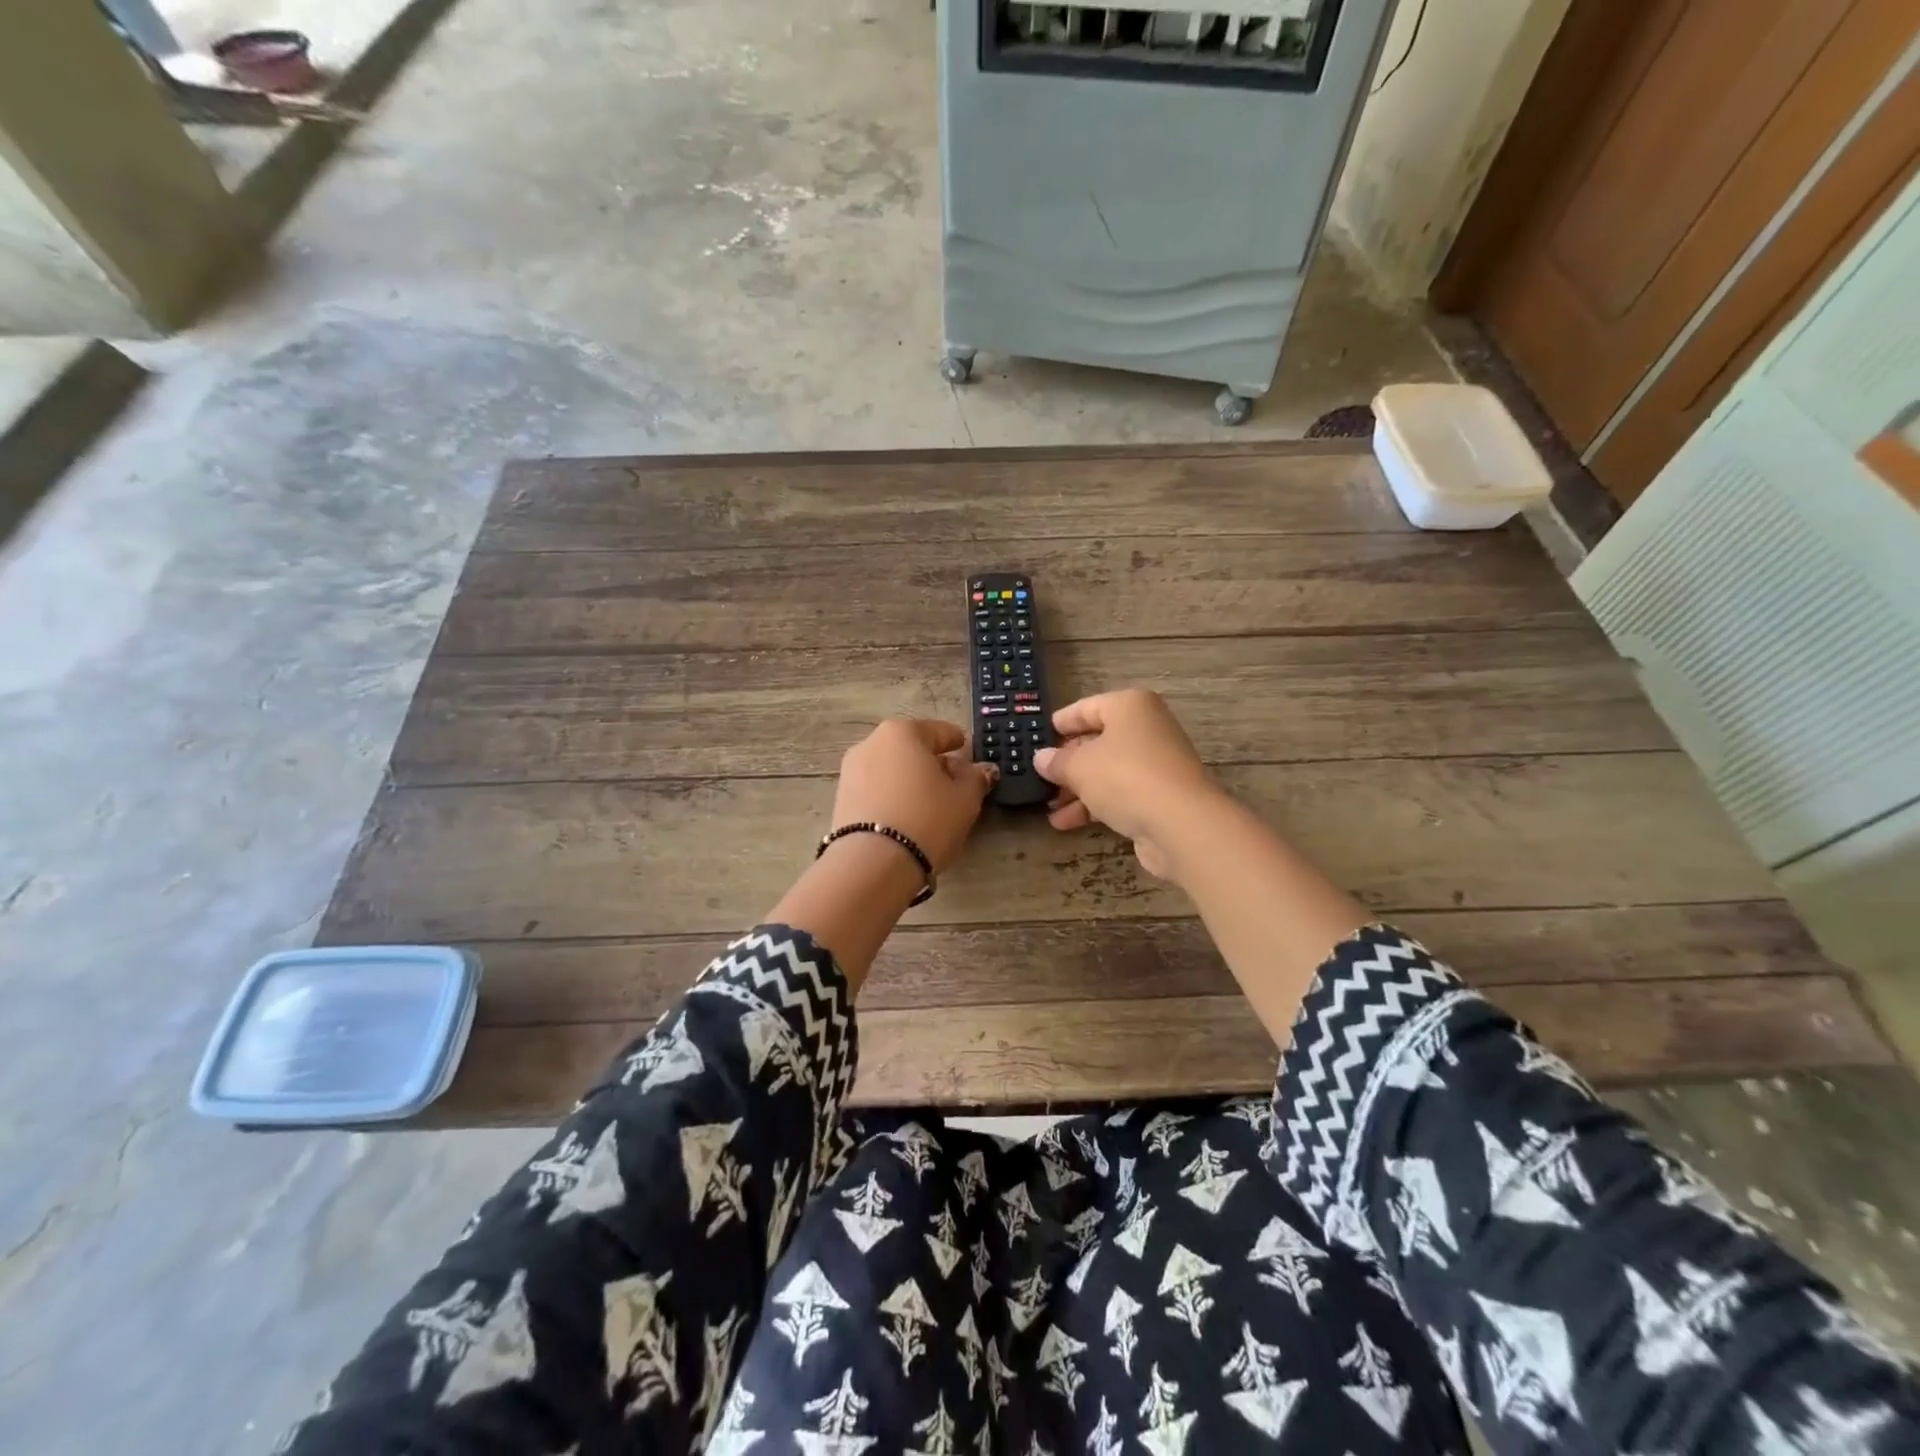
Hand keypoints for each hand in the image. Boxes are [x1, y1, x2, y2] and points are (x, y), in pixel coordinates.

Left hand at [831, 718, 998, 872]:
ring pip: (892, 770)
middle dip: (933, 763)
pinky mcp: (842, 800)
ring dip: (911, 781)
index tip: (969, 752)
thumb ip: (976, 778)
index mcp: (903, 732)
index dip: (958, 743)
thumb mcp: (965, 799)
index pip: (940, 731)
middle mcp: (871, 744)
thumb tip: (982, 770)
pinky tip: (907, 818)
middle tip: (954, 784)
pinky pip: (877, 791)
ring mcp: (851, 772)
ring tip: (931, 806)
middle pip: (912, 749)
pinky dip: (893, 798)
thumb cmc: (927, 820)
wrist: (872, 864)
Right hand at [1032, 689, 1221, 878]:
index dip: (1061, 722)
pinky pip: (1119, 794)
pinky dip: (1094, 805)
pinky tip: (1065, 823)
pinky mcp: (1160, 796)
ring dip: (1077, 789)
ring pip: (1107, 771)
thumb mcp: (1079, 767)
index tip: (1039, 735)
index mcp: (1130, 707)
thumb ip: (1057, 761)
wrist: (1181, 824)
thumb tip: (1041, 758)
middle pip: (1098, 741)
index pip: (1087, 707)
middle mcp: (1146, 729)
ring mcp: (1156, 764)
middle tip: (1040, 775)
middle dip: (1067, 762)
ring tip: (1047, 805)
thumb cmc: (1124, 777)